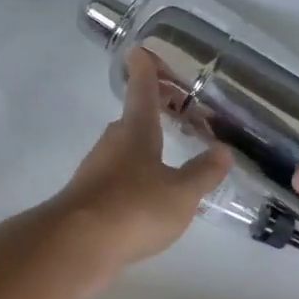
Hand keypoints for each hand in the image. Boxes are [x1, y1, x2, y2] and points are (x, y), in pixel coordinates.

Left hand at [47, 49, 231, 293]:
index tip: (140, 51)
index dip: (146, 72)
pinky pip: (117, 180)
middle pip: (131, 121)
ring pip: (122, 152)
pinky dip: (133, 179)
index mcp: (136, 132)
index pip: (142, 92)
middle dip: (150, 112)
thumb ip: (203, 173)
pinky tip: (147, 197)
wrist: (76, 247)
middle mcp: (112, 146)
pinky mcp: (88, 202)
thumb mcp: (181, 193)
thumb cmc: (134, 208)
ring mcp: (95, 174)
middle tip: (172, 107)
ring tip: (167, 154)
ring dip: (142, 148)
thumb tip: (222, 151)